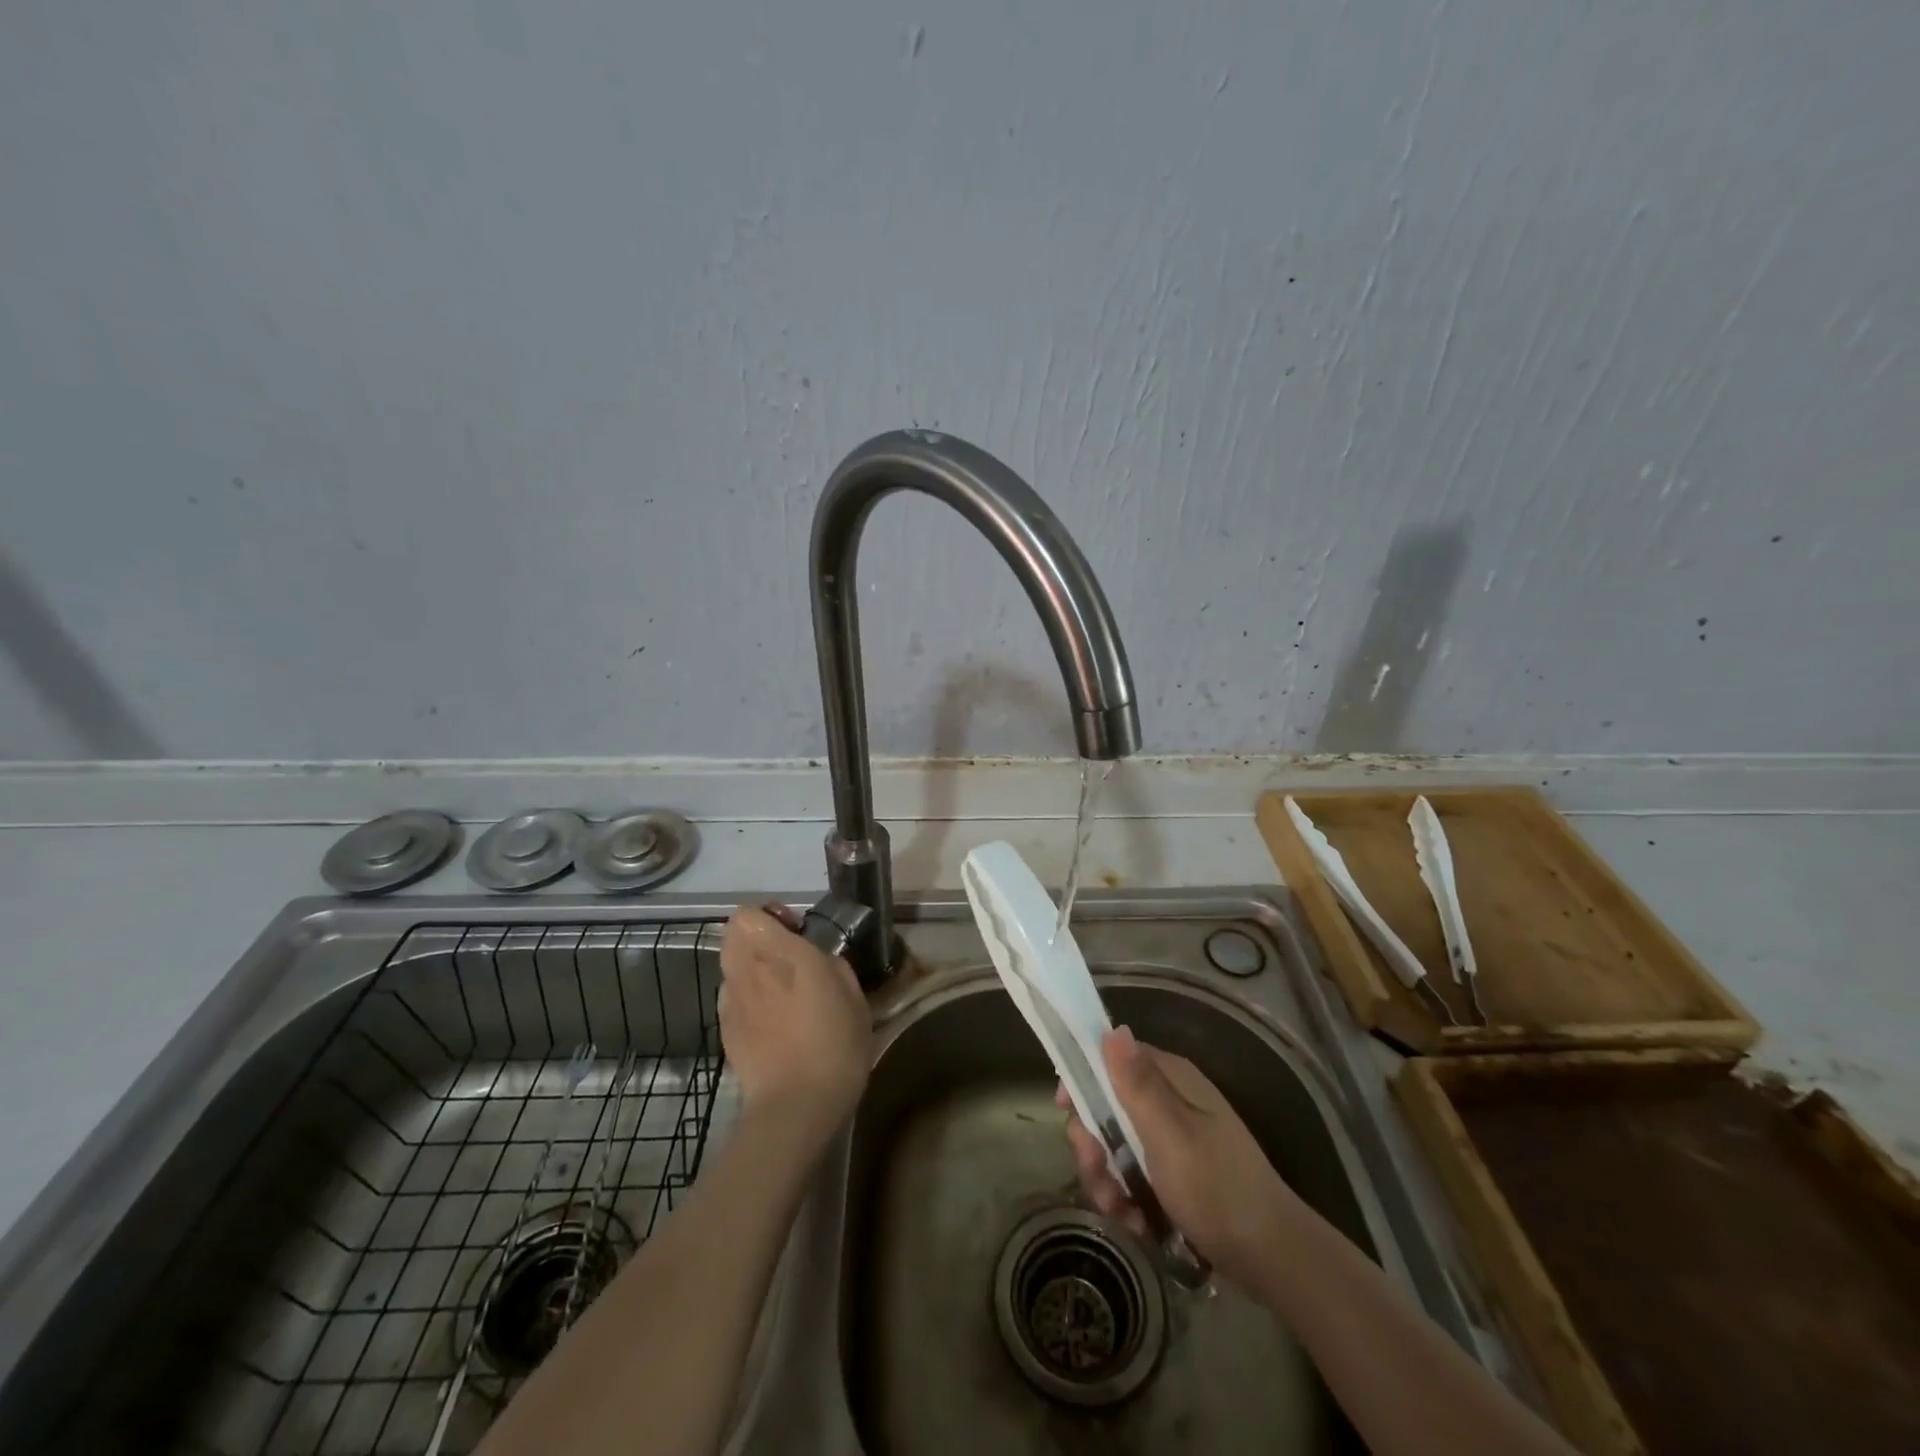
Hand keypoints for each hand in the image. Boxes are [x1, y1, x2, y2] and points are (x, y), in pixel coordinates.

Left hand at [718, 906, 872, 1142]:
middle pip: (733, 935)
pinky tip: (771, 1023)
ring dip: (750, 969)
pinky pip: (732, 997)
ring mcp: (732, 1000)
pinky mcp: (725, 1029)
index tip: (794, 932)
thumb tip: (819, 961)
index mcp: (782, 954)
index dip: (768, 916)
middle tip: (786, 958)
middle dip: (756, 938)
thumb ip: (833, 966)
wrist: (795, 1106)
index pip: (748, 914)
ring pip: (731, 966)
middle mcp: (750, 969)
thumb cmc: (835, 1045)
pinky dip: (746, 999)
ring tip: (779, 994)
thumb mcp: (854, 997)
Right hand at [1061, 1026, 1301, 1287]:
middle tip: (1098, 1171)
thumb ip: (1137, 1085)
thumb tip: (1112, 1029)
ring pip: (1116, 1145)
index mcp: (1172, 1080)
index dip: (1085, 1078)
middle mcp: (1170, 1101)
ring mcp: (1173, 1139)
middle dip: (1094, 1143)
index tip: (1066, 1109)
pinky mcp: (1175, 1174)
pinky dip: (1127, 1198)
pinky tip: (1136, 1222)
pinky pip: (1133, 1175)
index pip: (1114, 1058)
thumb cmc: (1217, 1189)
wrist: (1272, 1259)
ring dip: (1107, 1178)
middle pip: (1108, 1106)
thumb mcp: (1170, 1136)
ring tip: (1120, 1210)